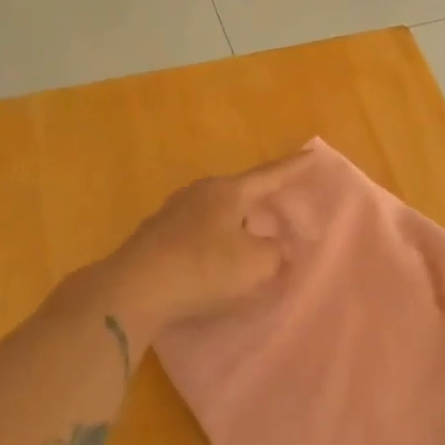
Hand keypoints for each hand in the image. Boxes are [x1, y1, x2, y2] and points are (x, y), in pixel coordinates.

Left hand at [94, 151, 311, 341]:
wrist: (133, 290)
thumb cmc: (203, 269)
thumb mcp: (257, 265)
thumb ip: (276, 253)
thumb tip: (277, 248)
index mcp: (228, 192)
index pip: (270, 175)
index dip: (293, 168)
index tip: (311, 155)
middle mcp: (200, 193)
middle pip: (240, 193)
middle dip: (261, 200)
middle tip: (279, 206)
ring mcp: (173, 213)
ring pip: (216, 213)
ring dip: (235, 224)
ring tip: (249, 238)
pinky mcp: (155, 237)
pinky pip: (197, 233)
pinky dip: (214, 242)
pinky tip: (215, 259)